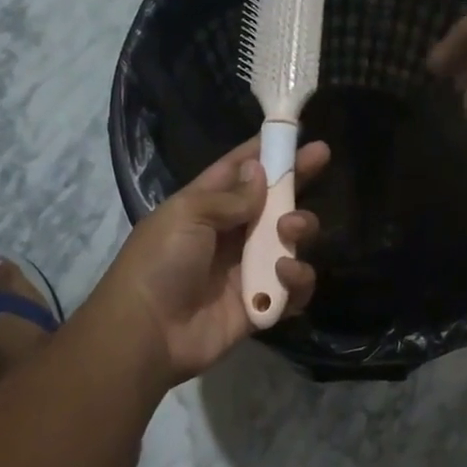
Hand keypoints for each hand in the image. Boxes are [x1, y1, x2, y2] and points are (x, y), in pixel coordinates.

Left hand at [93, 136, 327, 384]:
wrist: (147, 333)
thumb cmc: (160, 263)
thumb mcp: (187, 214)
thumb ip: (230, 196)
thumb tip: (260, 172)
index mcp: (205, 207)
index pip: (239, 170)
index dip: (266, 151)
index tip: (298, 133)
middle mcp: (229, 234)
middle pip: (273, 202)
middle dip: (296, 181)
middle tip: (319, 163)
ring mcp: (247, 270)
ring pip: (289, 241)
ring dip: (299, 228)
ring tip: (291, 230)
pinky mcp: (261, 305)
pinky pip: (293, 288)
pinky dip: (297, 279)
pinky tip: (285, 273)